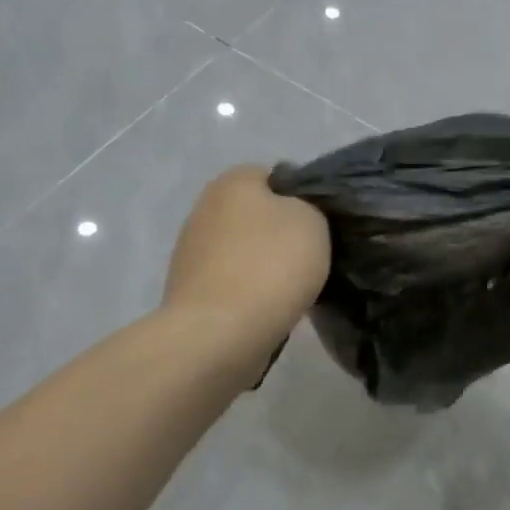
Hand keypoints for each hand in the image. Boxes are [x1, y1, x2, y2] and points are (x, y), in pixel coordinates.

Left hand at [164, 166, 330, 355]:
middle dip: (279, 233)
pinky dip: (247, 292)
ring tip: (290, 290)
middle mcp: (204, 207)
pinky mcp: (188, 289)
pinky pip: (230, 281)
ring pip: (242, 249)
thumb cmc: (270, 265)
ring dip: (262, 265)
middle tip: (310, 258)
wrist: (219, 332)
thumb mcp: (313, 221)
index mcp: (233, 181)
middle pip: (256, 215)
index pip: (275, 176)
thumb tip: (294, 213)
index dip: (302, 198)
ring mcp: (190, 250)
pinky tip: (265, 309)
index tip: (321, 226)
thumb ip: (307, 206)